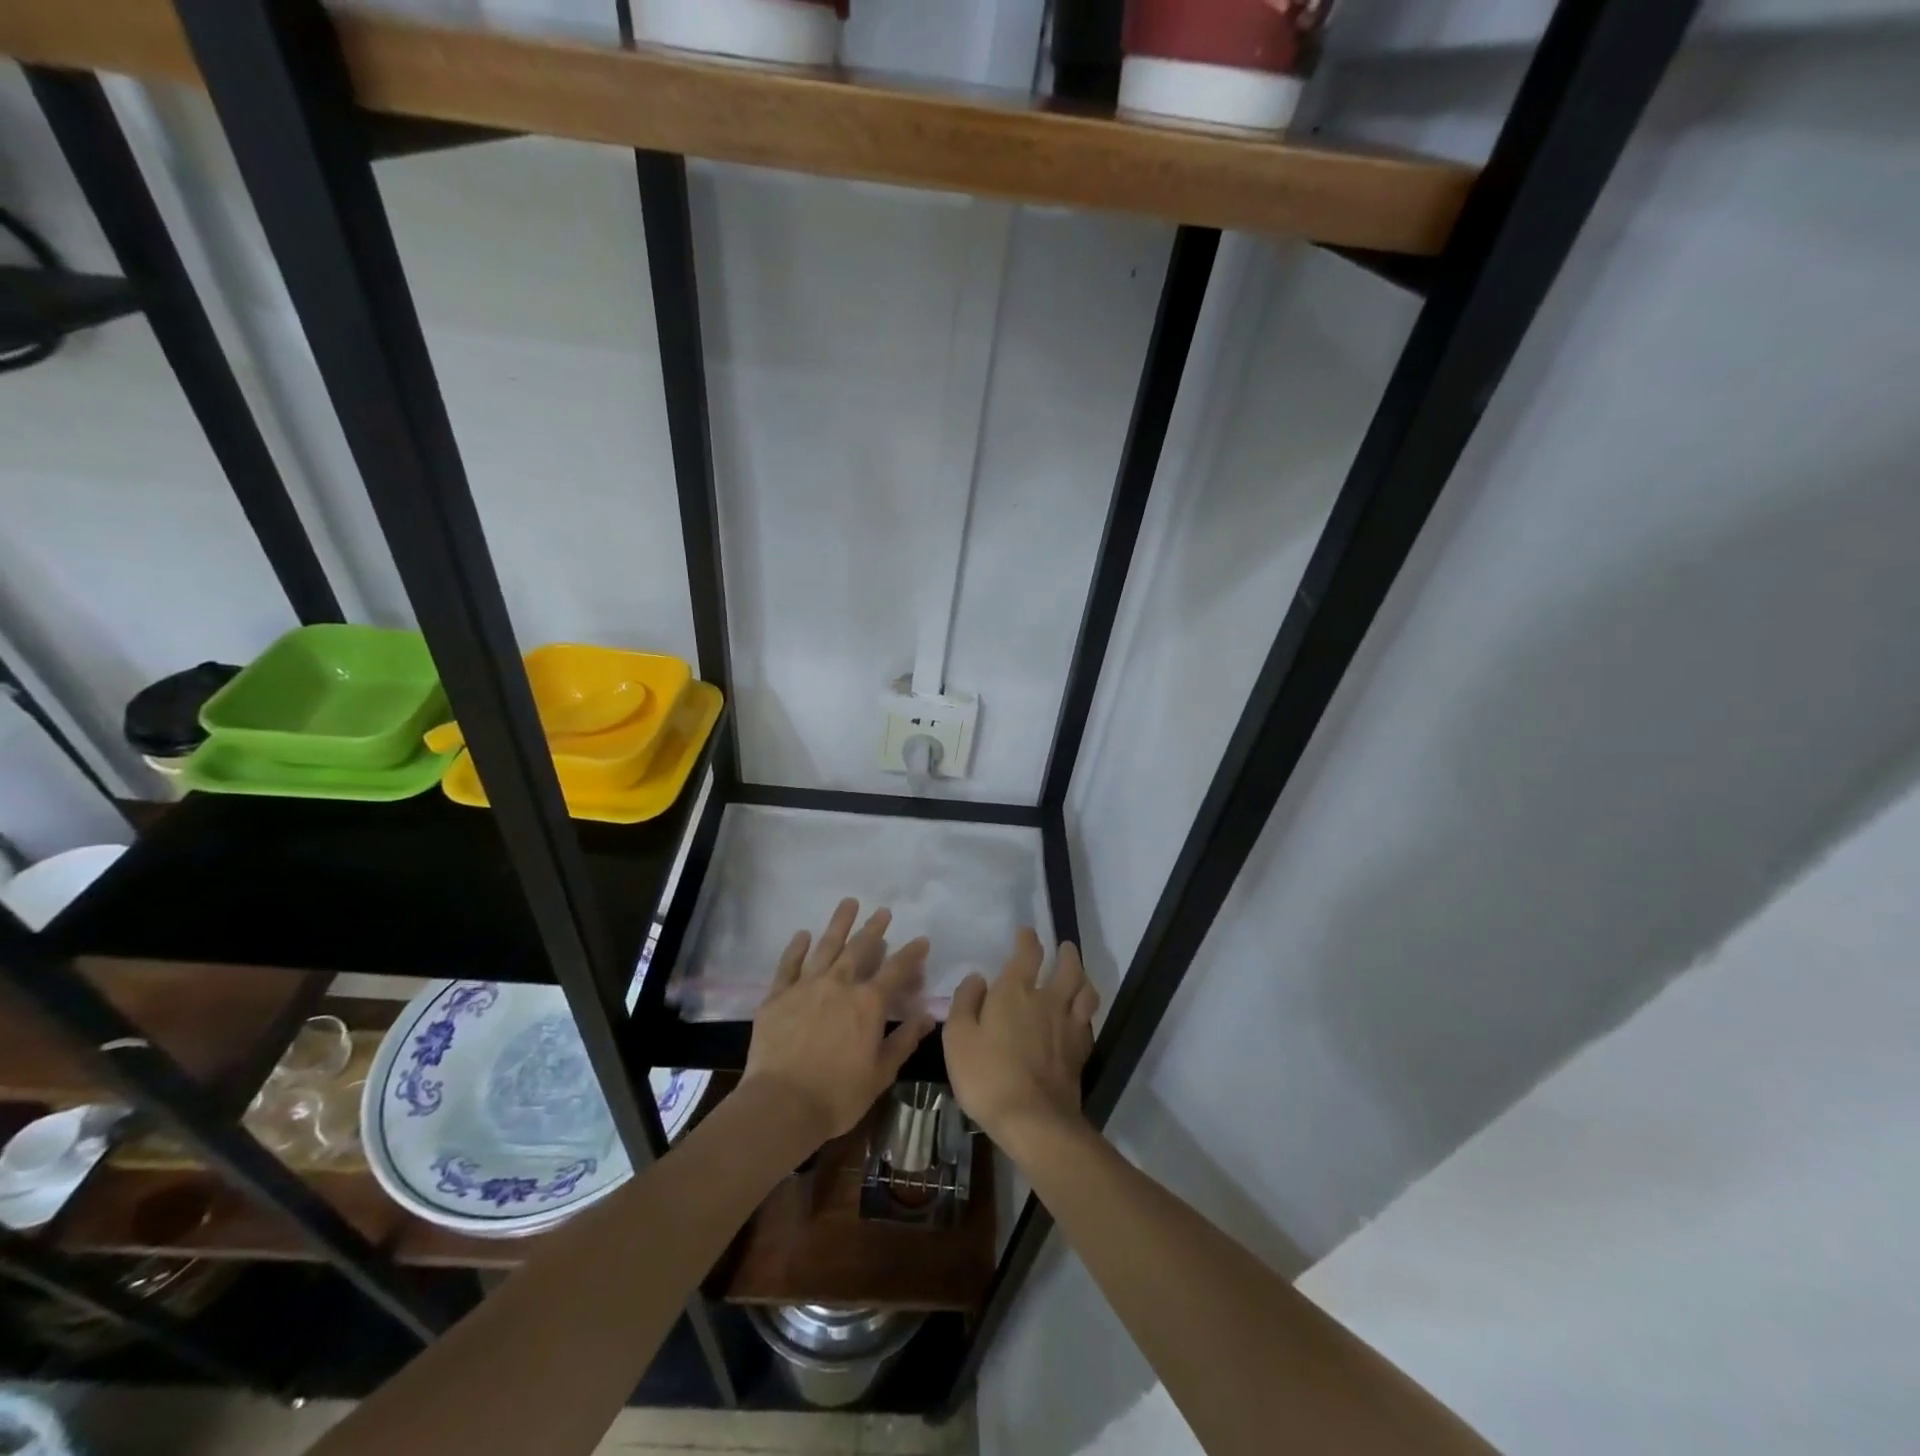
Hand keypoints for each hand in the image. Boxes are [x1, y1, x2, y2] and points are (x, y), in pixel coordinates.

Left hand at [742, 899, 935, 1146]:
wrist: (781, 1104)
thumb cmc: (837, 1095)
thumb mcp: (880, 1073)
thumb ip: (903, 1041)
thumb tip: (927, 1017)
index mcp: (868, 1003)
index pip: (896, 970)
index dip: (911, 954)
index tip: (921, 940)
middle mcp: (839, 985)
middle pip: (859, 949)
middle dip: (874, 929)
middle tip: (883, 911)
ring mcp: (806, 987)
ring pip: (826, 947)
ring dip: (839, 924)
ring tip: (848, 903)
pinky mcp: (777, 996)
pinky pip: (788, 965)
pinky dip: (796, 948)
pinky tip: (803, 934)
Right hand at [943, 929, 1099, 1150]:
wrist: (1034, 1121)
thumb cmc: (987, 1076)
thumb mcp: (958, 1037)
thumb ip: (965, 1002)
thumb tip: (977, 978)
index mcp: (1015, 992)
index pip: (1027, 953)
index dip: (1027, 939)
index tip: (1026, 932)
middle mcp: (1047, 1001)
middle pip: (1067, 968)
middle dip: (1066, 954)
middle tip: (1064, 947)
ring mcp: (1068, 1026)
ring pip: (1085, 991)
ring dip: (1083, 977)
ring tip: (1079, 975)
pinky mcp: (1080, 1052)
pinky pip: (1088, 1021)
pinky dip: (1085, 1011)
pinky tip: (1081, 1016)